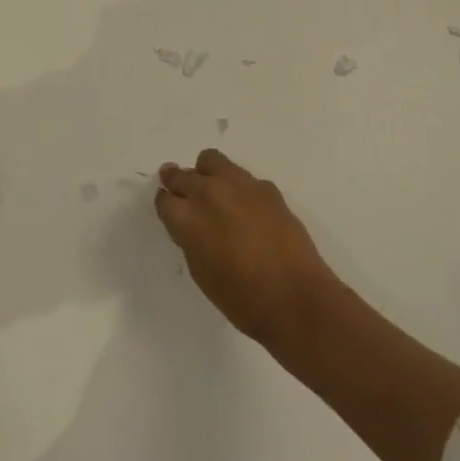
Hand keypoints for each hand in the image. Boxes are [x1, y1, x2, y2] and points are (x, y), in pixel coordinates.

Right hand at [155, 148, 340, 348]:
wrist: (295, 298)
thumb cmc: (243, 299)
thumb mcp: (202, 274)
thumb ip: (191, 240)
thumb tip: (193, 225)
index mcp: (187, 218)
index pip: (164, 199)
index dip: (166, 205)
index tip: (171, 211)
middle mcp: (207, 192)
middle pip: (181, 174)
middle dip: (178, 183)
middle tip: (184, 195)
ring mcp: (238, 184)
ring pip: (210, 160)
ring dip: (206, 174)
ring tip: (214, 191)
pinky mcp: (265, 186)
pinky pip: (242, 177)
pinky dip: (239, 188)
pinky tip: (249, 209)